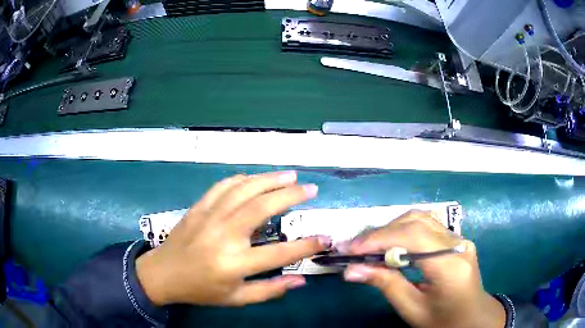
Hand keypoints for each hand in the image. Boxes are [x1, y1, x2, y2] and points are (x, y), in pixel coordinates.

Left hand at [136, 171, 330, 305]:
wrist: (163, 274)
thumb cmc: (201, 289)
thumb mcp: (236, 298)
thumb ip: (269, 290)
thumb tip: (300, 281)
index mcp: (233, 264)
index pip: (279, 254)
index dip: (306, 246)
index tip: (325, 238)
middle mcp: (223, 235)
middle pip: (262, 208)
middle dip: (290, 196)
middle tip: (310, 189)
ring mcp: (209, 217)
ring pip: (243, 190)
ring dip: (269, 179)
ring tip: (290, 175)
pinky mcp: (198, 207)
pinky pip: (223, 186)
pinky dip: (242, 179)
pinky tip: (255, 178)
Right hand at [342, 210, 504, 327]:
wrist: (472, 319)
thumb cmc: (443, 321)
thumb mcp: (412, 309)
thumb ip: (386, 285)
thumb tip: (351, 270)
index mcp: (450, 265)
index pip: (413, 237)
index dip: (379, 239)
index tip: (350, 249)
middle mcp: (458, 244)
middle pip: (416, 222)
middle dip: (381, 233)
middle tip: (355, 248)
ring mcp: (459, 239)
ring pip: (420, 219)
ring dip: (391, 229)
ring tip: (370, 247)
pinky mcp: (456, 240)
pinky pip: (426, 226)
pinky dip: (403, 232)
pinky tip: (391, 245)